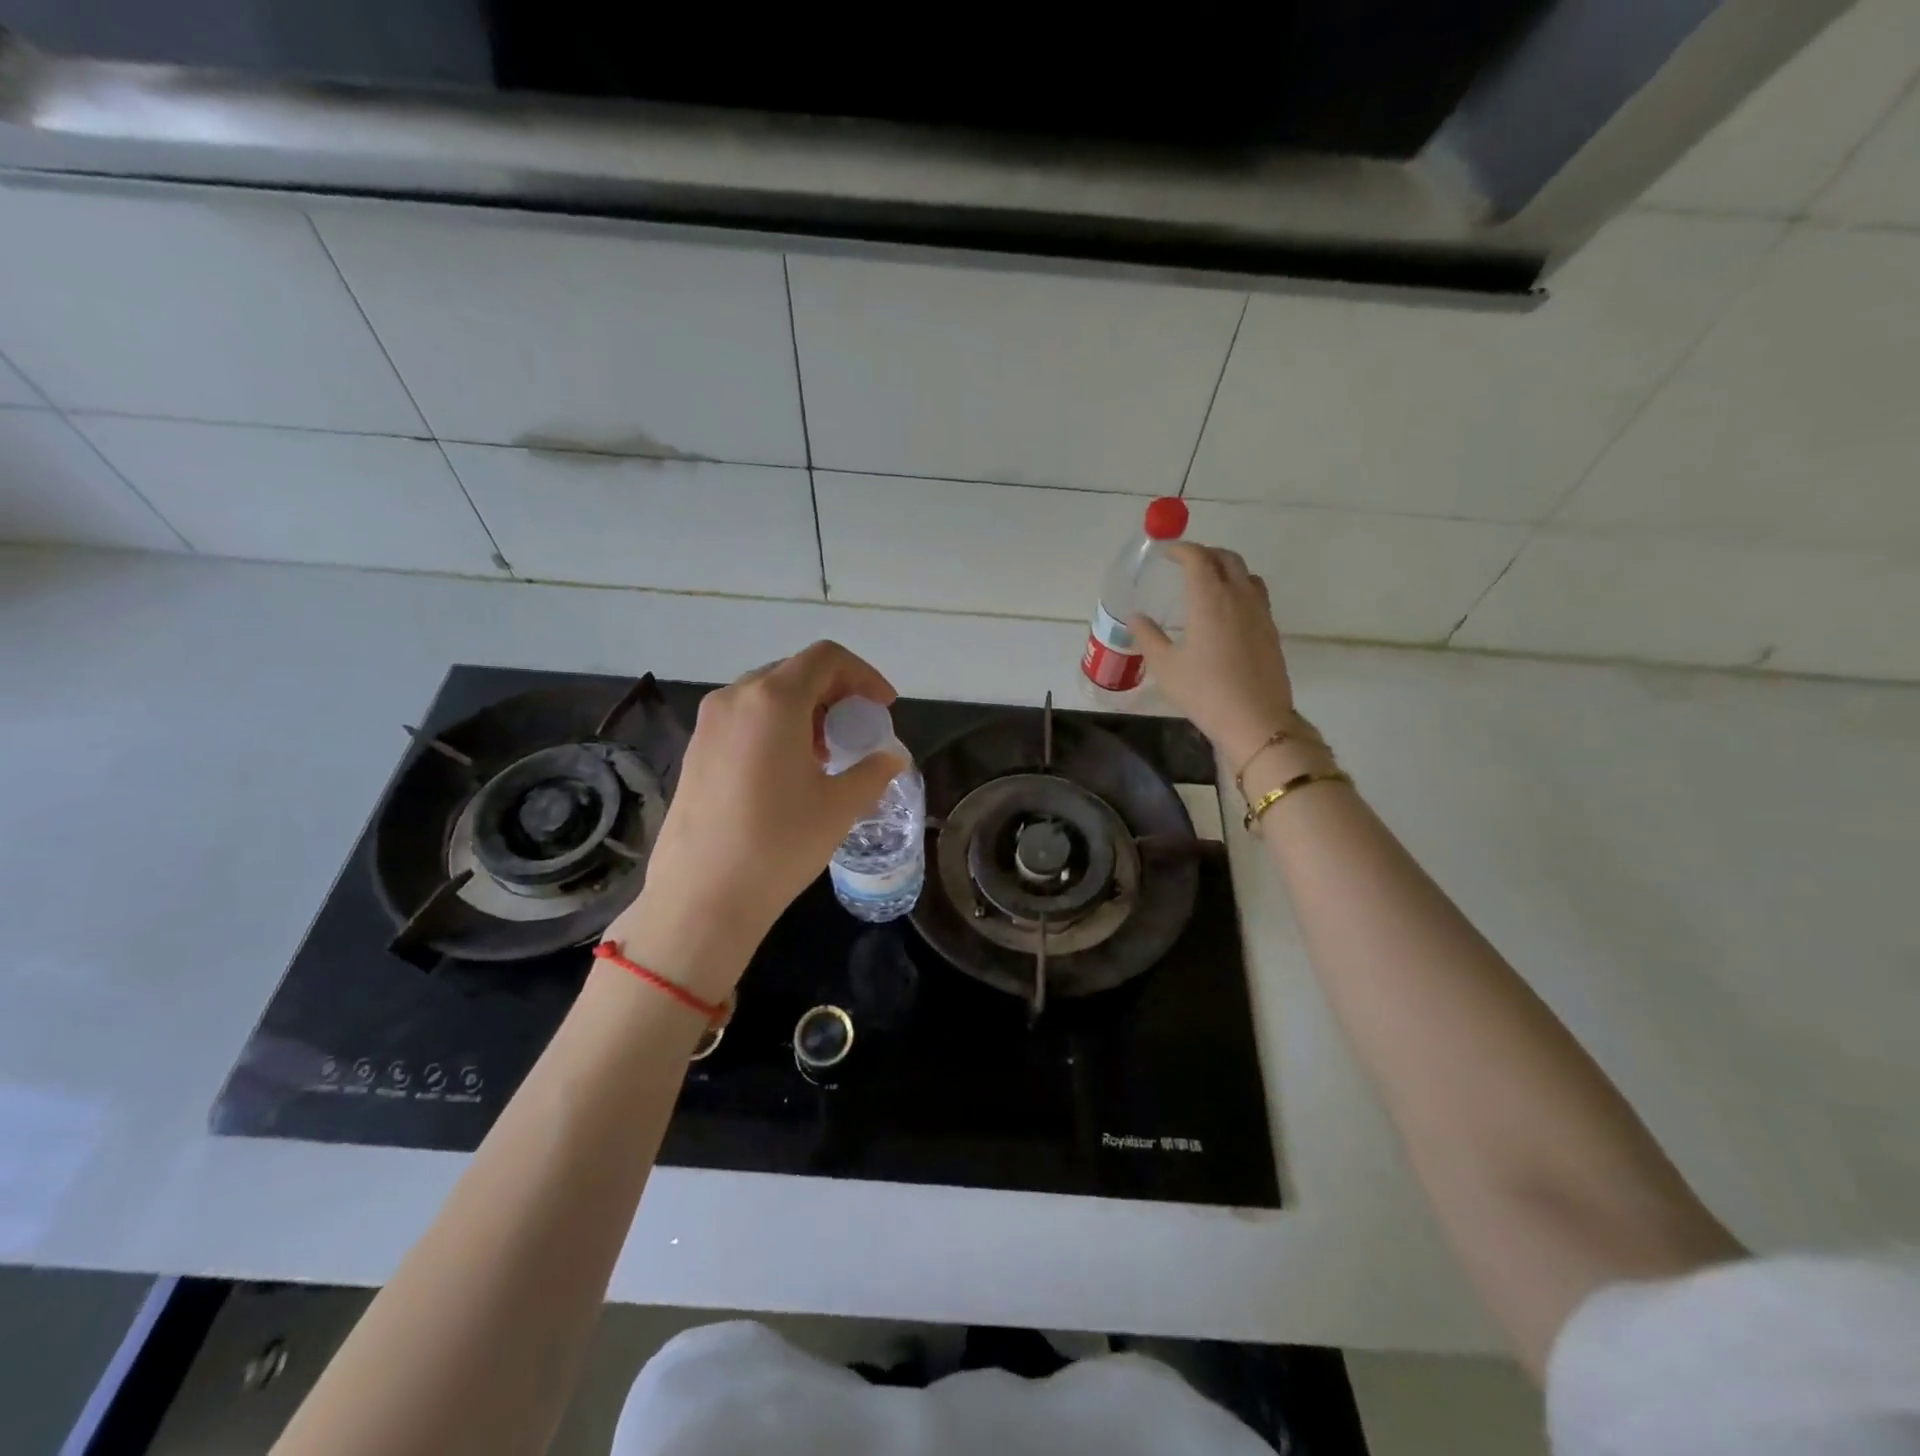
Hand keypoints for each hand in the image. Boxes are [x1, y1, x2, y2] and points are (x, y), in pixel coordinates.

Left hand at [608, 641, 906, 997]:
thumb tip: (892, 756)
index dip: (863, 674)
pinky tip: (788, 770)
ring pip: (767, 695)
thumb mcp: (840, 805)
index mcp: (774, 700)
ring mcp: (709, 723)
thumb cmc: (779, 843)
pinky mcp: (695, 750)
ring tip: (826, 754)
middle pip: (795, 672)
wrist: (702, 896)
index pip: (826, 658)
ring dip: (805, 711)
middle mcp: (736, 698)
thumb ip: (874, 770)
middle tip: (857, 730)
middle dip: (835, 693)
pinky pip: (745, 718)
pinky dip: (776, 727)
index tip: (883, 707)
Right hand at [1131, 543, 1301, 772]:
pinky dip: (1239, 588)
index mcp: (1210, 598)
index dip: (1181, 549)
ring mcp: (1260, 612)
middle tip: (1185, 562)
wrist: (1255, 719)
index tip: (1166, 551)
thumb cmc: (1204, 691)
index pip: (1197, 558)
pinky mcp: (1271, 630)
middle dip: (1205, 553)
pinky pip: (1256, 595)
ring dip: (1226, 568)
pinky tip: (1227, 611)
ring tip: (1208, 581)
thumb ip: (1148, 636)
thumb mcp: (1165, 666)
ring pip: (1246, 574)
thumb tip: (1136, 618)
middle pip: (1227, 558)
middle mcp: (1238, 596)